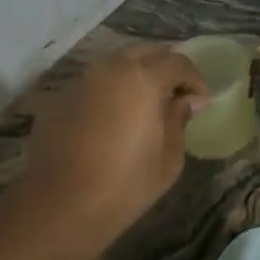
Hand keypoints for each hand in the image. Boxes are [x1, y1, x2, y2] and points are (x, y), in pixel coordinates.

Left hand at [14, 43, 206, 259]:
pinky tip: (112, 120)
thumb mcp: (168, 158)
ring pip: (116, 64)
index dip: (194, 80)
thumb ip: (179, 119)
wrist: (58, 207)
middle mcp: (110, 69)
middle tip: (175, 96)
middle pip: (146, 52)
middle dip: (165, 68)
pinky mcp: (59, 99)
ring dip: (136, 77)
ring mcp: (80, 81)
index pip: (178, 62)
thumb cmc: (124, 186)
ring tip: (144, 106)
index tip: (200, 102)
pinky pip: (94, 84)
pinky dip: (110, 92)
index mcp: (143, 78)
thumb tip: (186, 101)